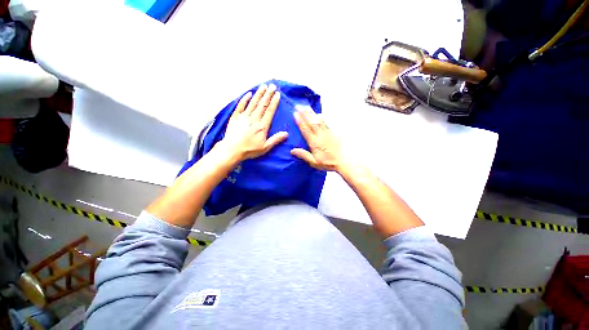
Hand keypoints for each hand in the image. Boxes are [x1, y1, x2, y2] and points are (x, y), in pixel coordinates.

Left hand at [219, 83, 287, 161]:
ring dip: (259, 94)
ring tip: (264, 86)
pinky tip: (249, 93)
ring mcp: (244, 117)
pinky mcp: (235, 117)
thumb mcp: (265, 147)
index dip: (274, 102)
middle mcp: (254, 119)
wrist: (232, 150)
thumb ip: (275, 140)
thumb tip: (286, 134)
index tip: (278, 94)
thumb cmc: (249, 150)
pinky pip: (240, 105)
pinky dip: (245, 99)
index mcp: (262, 126)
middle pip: (262, 104)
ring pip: (253, 103)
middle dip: (268, 94)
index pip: (269, 111)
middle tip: (273, 86)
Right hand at [291, 108, 344, 171]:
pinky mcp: (333, 133)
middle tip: (298, 105)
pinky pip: (326, 123)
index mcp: (314, 142)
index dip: (300, 121)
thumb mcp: (314, 162)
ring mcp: (327, 133)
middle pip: (311, 122)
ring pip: (318, 121)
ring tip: (306, 107)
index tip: (295, 113)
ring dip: (312, 113)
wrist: (343, 161)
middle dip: (304, 113)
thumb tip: (292, 150)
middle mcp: (320, 135)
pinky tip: (319, 115)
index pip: (305, 129)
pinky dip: (322, 118)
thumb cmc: (327, 162)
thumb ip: (304, 155)